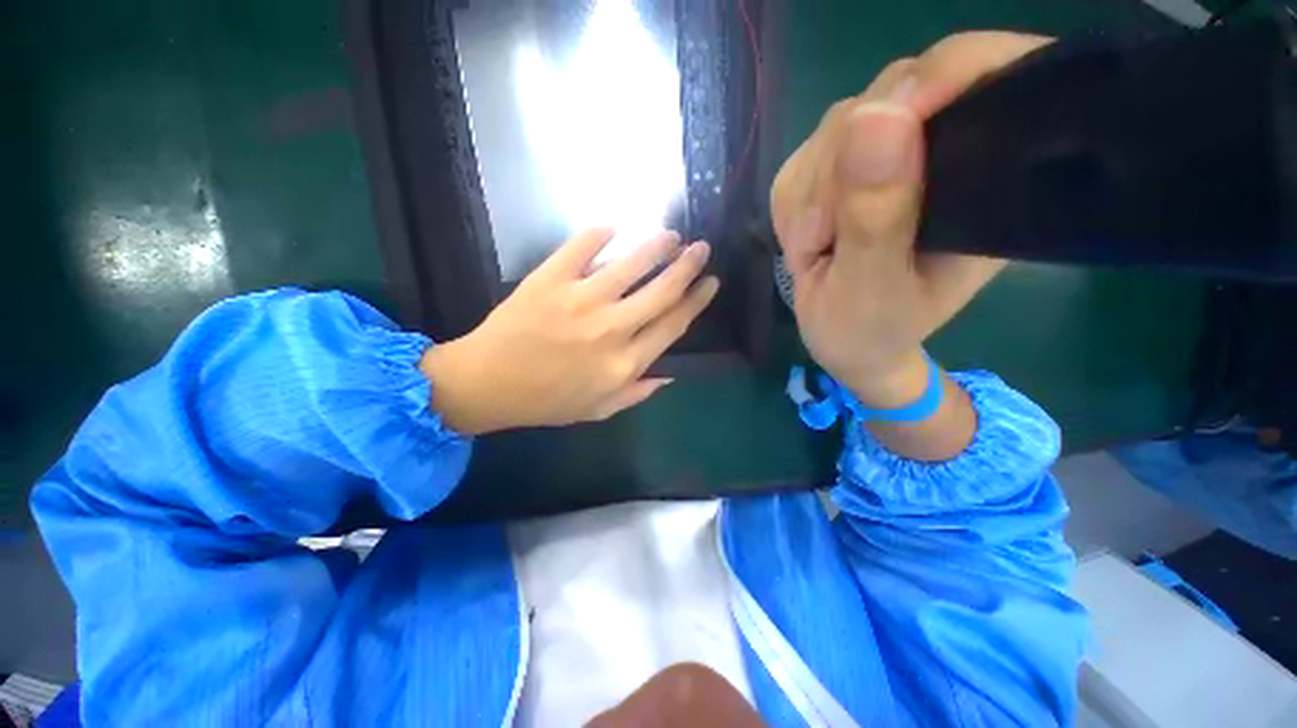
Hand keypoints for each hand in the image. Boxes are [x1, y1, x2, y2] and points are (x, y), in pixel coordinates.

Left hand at [420, 228, 718, 434]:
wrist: (488, 383)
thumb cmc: (547, 401)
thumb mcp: (599, 409)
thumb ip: (638, 392)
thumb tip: (671, 374)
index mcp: (625, 363)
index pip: (673, 325)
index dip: (696, 301)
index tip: (710, 282)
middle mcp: (611, 329)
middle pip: (661, 290)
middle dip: (687, 265)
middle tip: (700, 248)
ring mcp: (580, 300)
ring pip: (630, 263)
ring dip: (656, 245)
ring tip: (670, 235)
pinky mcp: (550, 279)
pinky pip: (581, 246)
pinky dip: (601, 233)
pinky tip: (614, 227)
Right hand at [771, 32, 1050, 405]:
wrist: (843, 342)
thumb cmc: (868, 331)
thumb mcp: (871, 289)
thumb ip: (875, 216)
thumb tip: (875, 118)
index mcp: (986, 180)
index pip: (983, 76)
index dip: (934, 80)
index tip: (879, 128)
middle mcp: (943, 152)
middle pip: (887, 97)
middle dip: (836, 171)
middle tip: (822, 239)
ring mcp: (887, 156)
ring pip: (834, 129)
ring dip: (807, 196)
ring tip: (815, 250)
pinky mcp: (843, 169)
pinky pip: (801, 160)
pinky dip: (790, 205)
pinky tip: (804, 240)